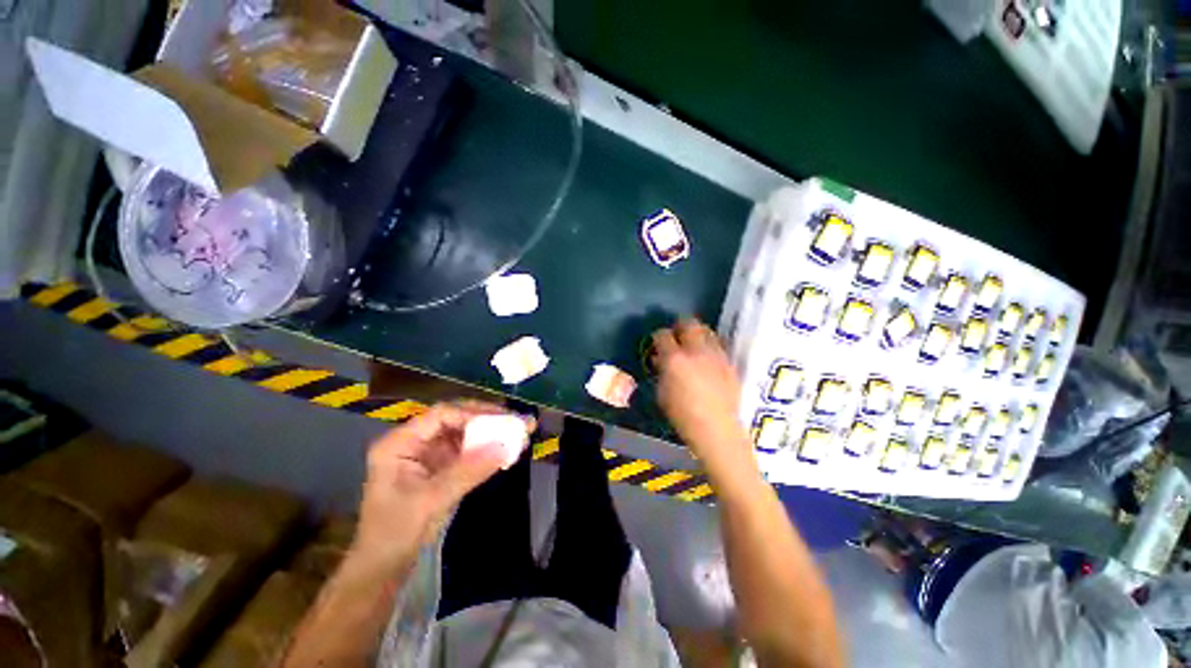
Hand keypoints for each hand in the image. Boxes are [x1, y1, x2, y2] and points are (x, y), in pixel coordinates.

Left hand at [350, 401, 533, 572]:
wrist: (382, 570)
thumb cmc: (395, 534)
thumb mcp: (431, 501)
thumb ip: (468, 471)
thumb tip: (506, 446)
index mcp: (400, 443)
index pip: (442, 415)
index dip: (474, 413)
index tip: (504, 419)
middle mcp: (415, 442)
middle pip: (456, 420)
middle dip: (488, 420)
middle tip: (519, 421)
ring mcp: (428, 455)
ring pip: (465, 435)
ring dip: (491, 434)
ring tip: (520, 432)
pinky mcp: (440, 469)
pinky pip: (467, 452)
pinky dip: (487, 450)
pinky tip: (506, 450)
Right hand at [653, 319, 753, 472]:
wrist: (717, 430)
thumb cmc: (682, 416)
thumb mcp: (662, 393)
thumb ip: (661, 371)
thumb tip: (660, 359)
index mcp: (674, 359)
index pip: (663, 335)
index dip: (658, 337)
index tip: (658, 343)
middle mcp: (696, 351)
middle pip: (689, 324)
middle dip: (680, 327)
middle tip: (677, 336)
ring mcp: (716, 355)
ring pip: (707, 331)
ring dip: (697, 334)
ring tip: (693, 344)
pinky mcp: (729, 363)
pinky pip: (719, 345)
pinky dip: (710, 346)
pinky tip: (707, 358)